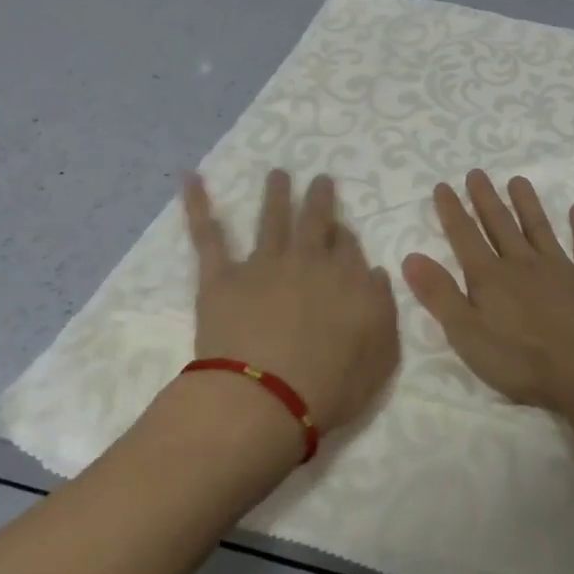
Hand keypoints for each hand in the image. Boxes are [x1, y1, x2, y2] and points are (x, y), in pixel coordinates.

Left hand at [183, 169, 399, 433]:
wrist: (265, 399)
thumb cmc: (331, 387)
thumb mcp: (381, 355)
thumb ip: (382, 309)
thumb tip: (375, 273)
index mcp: (347, 279)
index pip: (349, 246)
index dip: (346, 236)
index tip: (343, 230)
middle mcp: (308, 261)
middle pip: (316, 221)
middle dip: (319, 198)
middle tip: (320, 179)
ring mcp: (263, 265)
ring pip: (271, 219)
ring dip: (276, 194)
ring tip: (278, 174)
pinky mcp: (221, 278)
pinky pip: (208, 236)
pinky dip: (197, 205)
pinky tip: (190, 179)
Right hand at [401, 169, 573, 411]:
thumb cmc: (523, 360)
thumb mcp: (468, 335)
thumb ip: (440, 295)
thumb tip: (411, 257)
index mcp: (490, 278)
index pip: (465, 237)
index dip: (452, 211)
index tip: (443, 186)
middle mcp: (523, 263)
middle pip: (500, 225)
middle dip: (486, 199)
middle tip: (477, 173)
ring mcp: (560, 268)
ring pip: (539, 228)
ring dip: (527, 203)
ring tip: (518, 180)